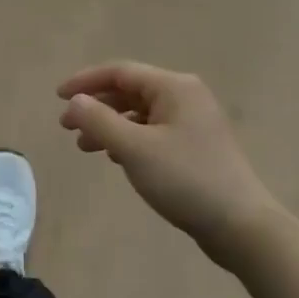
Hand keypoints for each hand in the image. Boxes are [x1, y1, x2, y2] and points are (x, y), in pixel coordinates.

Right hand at [58, 62, 276, 265]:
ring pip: (140, 114)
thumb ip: (99, 121)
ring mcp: (193, 122)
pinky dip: (129, 139)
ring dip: (109, 125)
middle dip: (96, 107)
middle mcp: (186, 97)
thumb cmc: (185, 180)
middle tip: (67, 128)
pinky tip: (115, 157)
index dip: (85, 82)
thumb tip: (75, 101)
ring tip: (85, 147)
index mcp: (174, 87)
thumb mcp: (134, 149)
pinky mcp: (195, 146)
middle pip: (130, 91)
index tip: (57, 97)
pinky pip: (152, 132)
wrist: (240, 225)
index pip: (120, 72)